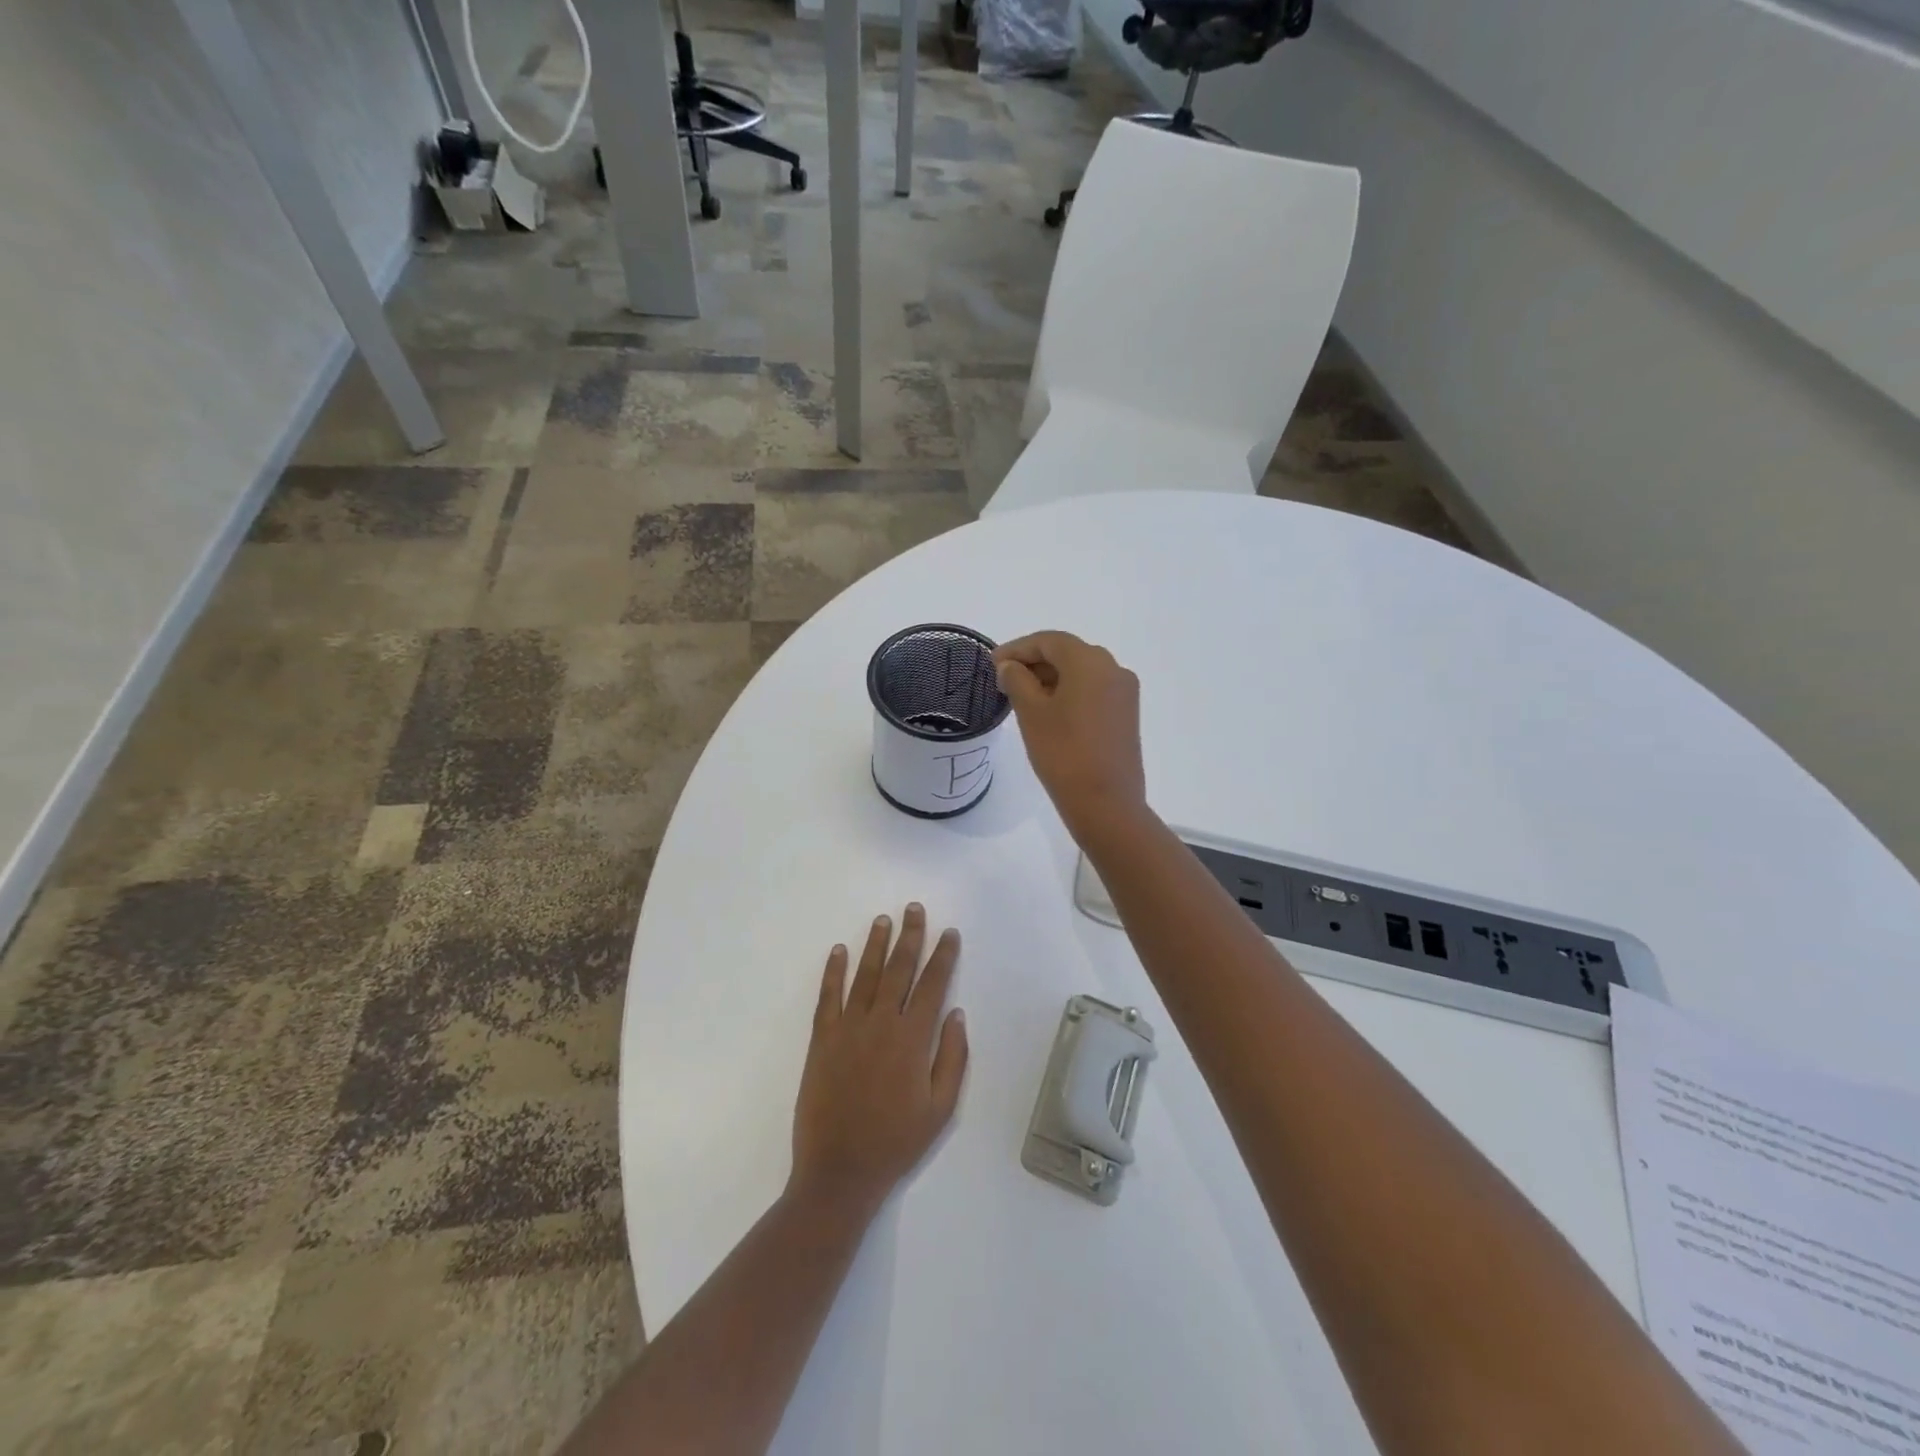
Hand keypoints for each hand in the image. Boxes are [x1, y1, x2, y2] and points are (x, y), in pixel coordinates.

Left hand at [790, 904, 968, 1216]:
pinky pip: (828, 997)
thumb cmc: (896, 1142)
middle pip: (899, 969)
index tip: (949, 933)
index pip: (932, 985)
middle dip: (910, 936)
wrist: (840, 1171)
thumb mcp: (940, 1108)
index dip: (943, 956)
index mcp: (912, 1039)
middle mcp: (881, 1023)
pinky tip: (839, 951)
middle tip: (915, 909)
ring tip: (883, 920)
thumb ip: (952, 1057)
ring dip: (876, 945)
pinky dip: (833, 972)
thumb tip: (956, 1013)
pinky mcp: (822, 1040)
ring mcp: (848, 1028)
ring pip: (866, 975)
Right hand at [993, 631, 1146, 837]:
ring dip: (1051, 677)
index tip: (992, 664)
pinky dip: (1069, 692)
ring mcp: (1124, 692)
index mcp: (1090, 662)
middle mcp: (1114, 669)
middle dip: (1034, 662)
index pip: (1049, 641)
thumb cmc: (1063, 753)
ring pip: (1082, 672)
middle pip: (1068, 653)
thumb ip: (1017, 680)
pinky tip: (1048, 710)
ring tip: (1022, 696)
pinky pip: (1093, 691)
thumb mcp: (1031, 713)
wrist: (1106, 803)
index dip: (1017, 648)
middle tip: (1004, 679)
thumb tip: (1010, 666)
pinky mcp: (1126, 714)